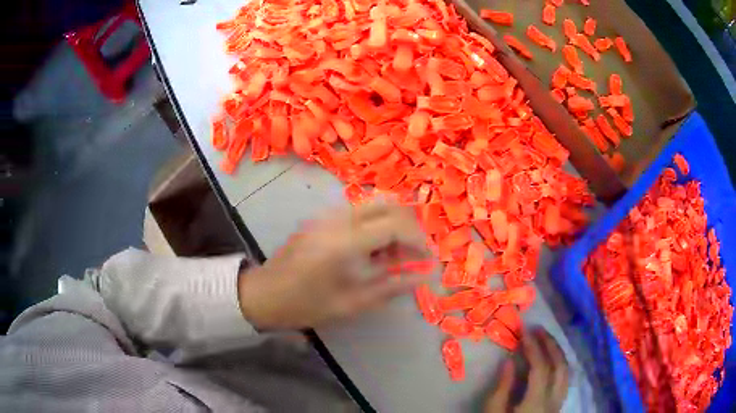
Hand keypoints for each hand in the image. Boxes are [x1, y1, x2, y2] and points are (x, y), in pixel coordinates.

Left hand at [237, 201, 431, 329]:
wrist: (263, 294)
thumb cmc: (305, 305)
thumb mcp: (351, 304)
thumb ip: (390, 287)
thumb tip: (423, 276)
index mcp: (344, 242)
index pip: (395, 224)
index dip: (418, 239)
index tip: (427, 259)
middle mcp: (338, 219)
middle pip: (388, 204)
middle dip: (409, 226)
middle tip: (414, 254)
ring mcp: (328, 215)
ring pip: (374, 204)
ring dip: (393, 224)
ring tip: (396, 255)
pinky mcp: (322, 218)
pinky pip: (359, 212)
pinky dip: (376, 224)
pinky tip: (374, 251)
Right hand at [485, 328, 569, 412]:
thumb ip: (502, 389)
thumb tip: (509, 361)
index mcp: (536, 403)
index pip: (541, 368)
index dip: (534, 348)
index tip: (525, 332)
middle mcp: (554, 400)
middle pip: (560, 366)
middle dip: (551, 344)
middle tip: (538, 330)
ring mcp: (559, 403)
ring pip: (567, 372)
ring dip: (558, 352)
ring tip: (546, 341)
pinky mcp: (558, 405)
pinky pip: (565, 379)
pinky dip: (560, 364)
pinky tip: (552, 361)